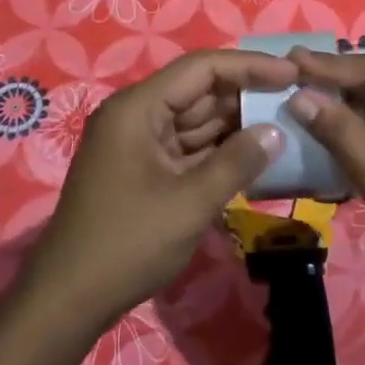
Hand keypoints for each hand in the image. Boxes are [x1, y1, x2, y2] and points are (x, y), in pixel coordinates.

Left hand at [26, 49, 293, 334]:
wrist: (69, 298)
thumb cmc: (128, 243)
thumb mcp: (190, 203)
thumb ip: (237, 162)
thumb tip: (275, 132)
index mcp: (138, 108)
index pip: (201, 68)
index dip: (250, 66)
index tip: (293, 74)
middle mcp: (135, 115)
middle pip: (198, 91)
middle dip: (246, 96)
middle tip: (295, 101)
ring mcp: (137, 143)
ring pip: (195, 121)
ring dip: (235, 124)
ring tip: (284, 124)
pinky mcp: (142, 169)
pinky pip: (187, 148)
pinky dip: (218, 150)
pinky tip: (253, 155)